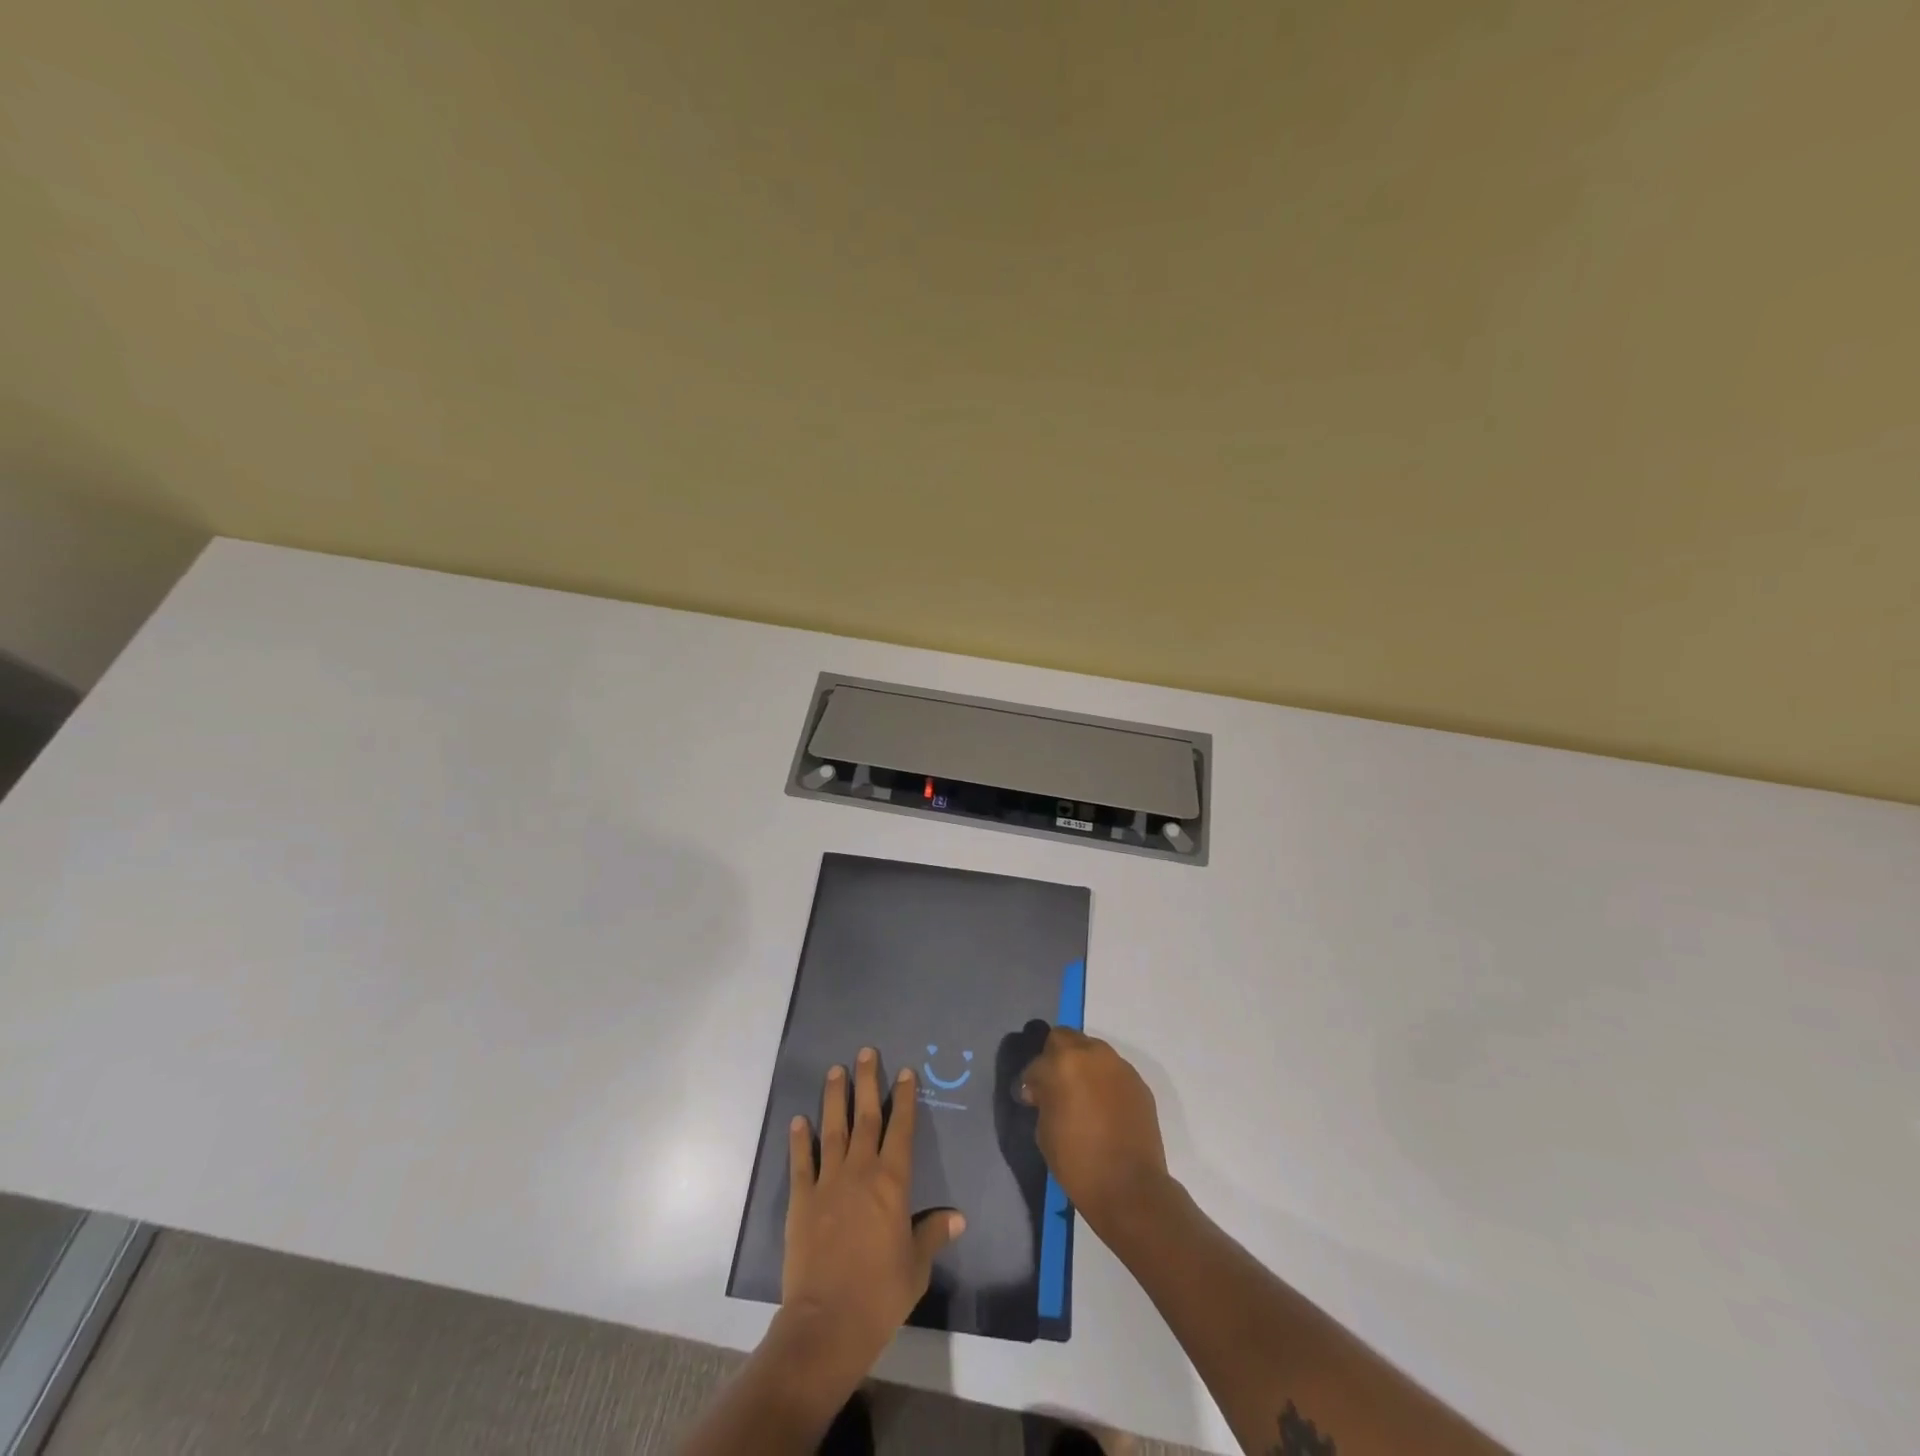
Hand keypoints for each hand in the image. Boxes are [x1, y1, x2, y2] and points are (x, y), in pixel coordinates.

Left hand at [778, 1049, 964, 1391]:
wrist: (828, 1321)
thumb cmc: (881, 1293)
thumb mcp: (916, 1266)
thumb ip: (932, 1234)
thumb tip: (957, 1218)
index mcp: (892, 1182)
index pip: (901, 1129)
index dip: (904, 1098)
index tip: (904, 1071)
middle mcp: (860, 1171)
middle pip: (865, 1117)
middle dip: (867, 1082)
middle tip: (866, 1052)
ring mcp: (828, 1182)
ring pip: (832, 1129)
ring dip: (834, 1098)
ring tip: (835, 1070)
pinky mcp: (801, 1200)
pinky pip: (801, 1161)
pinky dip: (799, 1139)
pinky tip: (798, 1120)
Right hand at [1017, 1028, 1169, 1234]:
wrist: (1130, 1187)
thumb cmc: (1077, 1161)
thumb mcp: (1045, 1130)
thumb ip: (1043, 1099)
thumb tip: (1043, 1092)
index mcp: (1063, 1063)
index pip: (1038, 1061)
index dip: (1032, 1080)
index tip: (1032, 1099)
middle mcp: (1092, 1054)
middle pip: (1066, 1038)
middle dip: (1056, 1057)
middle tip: (1055, 1086)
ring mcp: (1119, 1066)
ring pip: (1093, 1051)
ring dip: (1083, 1065)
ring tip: (1082, 1096)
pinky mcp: (1138, 1083)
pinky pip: (1113, 1071)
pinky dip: (1104, 1081)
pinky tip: (1104, 1107)